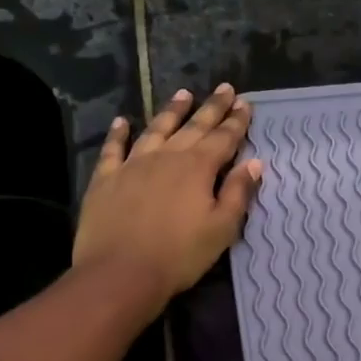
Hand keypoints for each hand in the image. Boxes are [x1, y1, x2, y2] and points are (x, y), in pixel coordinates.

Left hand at [73, 84, 262, 309]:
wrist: (121, 272)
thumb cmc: (180, 255)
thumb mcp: (221, 228)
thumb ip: (238, 193)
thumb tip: (254, 163)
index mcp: (198, 168)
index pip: (223, 138)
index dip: (236, 121)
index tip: (246, 103)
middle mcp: (167, 157)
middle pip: (194, 127)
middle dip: (212, 108)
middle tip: (225, 88)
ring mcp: (133, 164)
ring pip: (156, 129)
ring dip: (172, 111)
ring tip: (184, 93)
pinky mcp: (106, 178)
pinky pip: (114, 148)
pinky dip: (119, 133)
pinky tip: (123, 121)